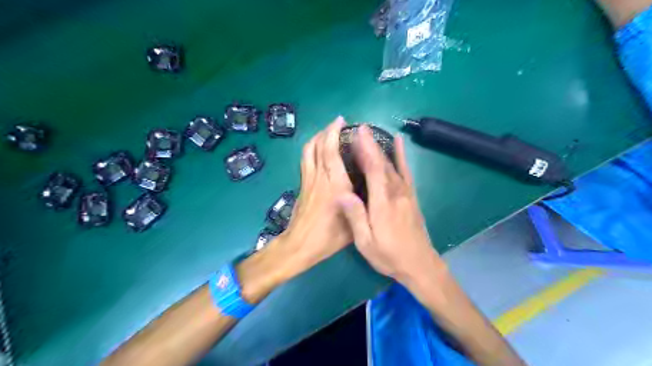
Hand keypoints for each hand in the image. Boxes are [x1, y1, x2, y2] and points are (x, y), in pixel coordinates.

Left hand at [266, 115, 354, 279]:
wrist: (299, 246)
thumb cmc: (328, 238)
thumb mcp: (353, 225)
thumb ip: (361, 206)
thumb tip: (368, 191)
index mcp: (334, 186)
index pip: (331, 153)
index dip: (334, 134)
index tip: (341, 121)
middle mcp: (319, 178)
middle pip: (318, 147)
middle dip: (326, 131)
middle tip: (337, 124)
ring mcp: (308, 180)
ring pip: (308, 151)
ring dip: (316, 138)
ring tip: (327, 133)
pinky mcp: (302, 185)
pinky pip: (305, 160)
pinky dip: (310, 149)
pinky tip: (317, 150)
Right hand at [339, 124, 445, 286]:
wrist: (419, 265)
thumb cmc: (389, 255)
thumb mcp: (366, 242)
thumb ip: (355, 216)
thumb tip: (341, 193)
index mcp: (383, 203)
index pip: (374, 169)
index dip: (367, 149)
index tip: (359, 132)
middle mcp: (396, 193)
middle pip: (383, 163)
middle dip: (371, 145)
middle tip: (360, 129)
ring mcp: (406, 193)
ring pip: (393, 165)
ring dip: (381, 148)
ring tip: (371, 134)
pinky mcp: (411, 196)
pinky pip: (406, 172)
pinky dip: (401, 156)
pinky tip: (398, 144)